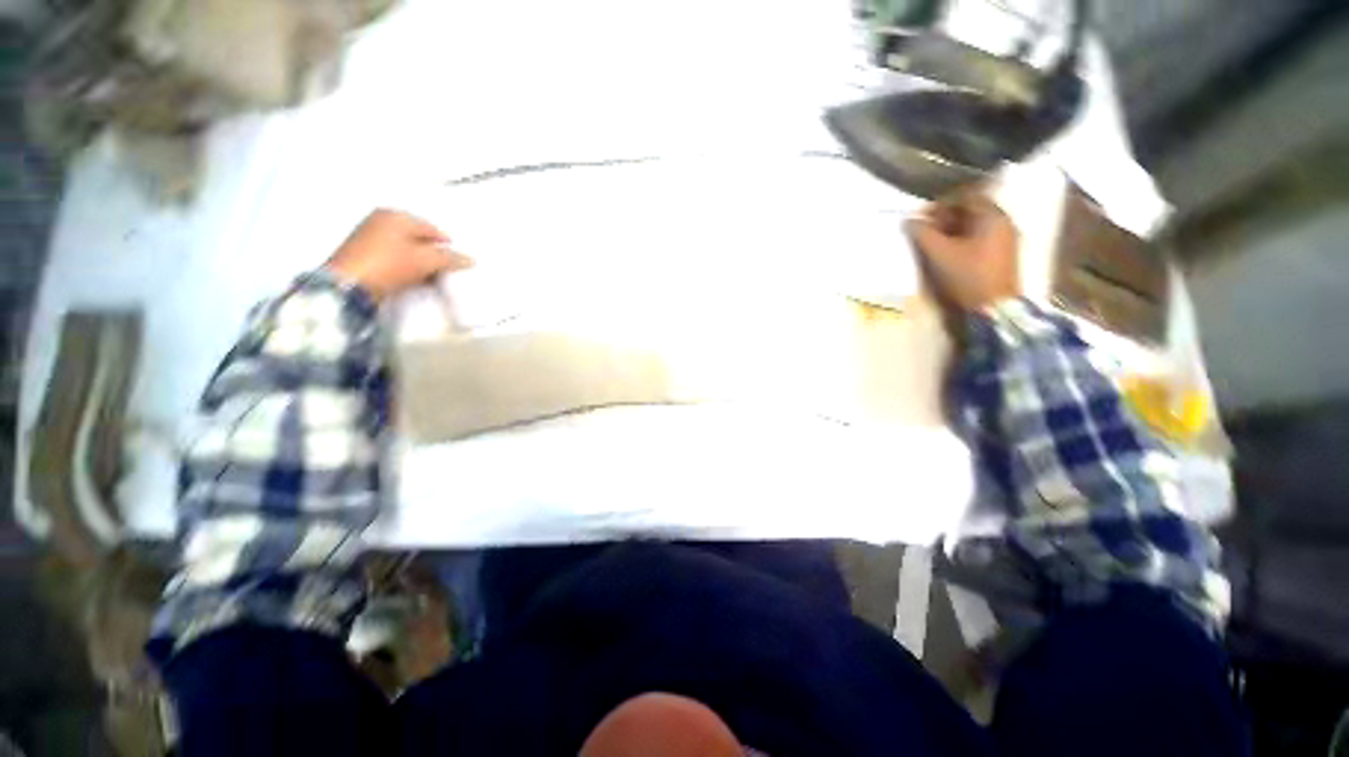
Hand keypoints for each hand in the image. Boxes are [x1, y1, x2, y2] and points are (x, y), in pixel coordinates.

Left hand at [326, 210, 473, 301]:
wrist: (349, 286)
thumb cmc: (389, 264)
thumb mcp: (426, 260)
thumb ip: (450, 258)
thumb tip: (469, 260)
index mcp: (395, 215)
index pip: (432, 229)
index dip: (448, 246)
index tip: (457, 262)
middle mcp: (380, 221)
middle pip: (419, 239)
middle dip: (433, 254)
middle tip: (445, 270)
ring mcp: (369, 238)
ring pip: (407, 250)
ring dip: (421, 263)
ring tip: (430, 278)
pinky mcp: (363, 256)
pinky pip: (395, 259)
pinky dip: (407, 268)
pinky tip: (413, 280)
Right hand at [905, 191, 1019, 311]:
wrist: (993, 309)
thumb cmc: (967, 276)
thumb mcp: (939, 254)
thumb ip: (922, 234)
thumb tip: (908, 220)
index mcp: (992, 216)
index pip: (965, 196)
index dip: (940, 203)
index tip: (921, 216)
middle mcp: (1003, 222)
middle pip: (971, 210)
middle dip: (945, 217)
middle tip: (924, 230)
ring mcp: (1005, 239)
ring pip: (975, 225)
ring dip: (952, 230)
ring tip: (933, 243)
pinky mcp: (1002, 256)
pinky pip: (980, 238)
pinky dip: (962, 240)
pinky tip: (948, 253)